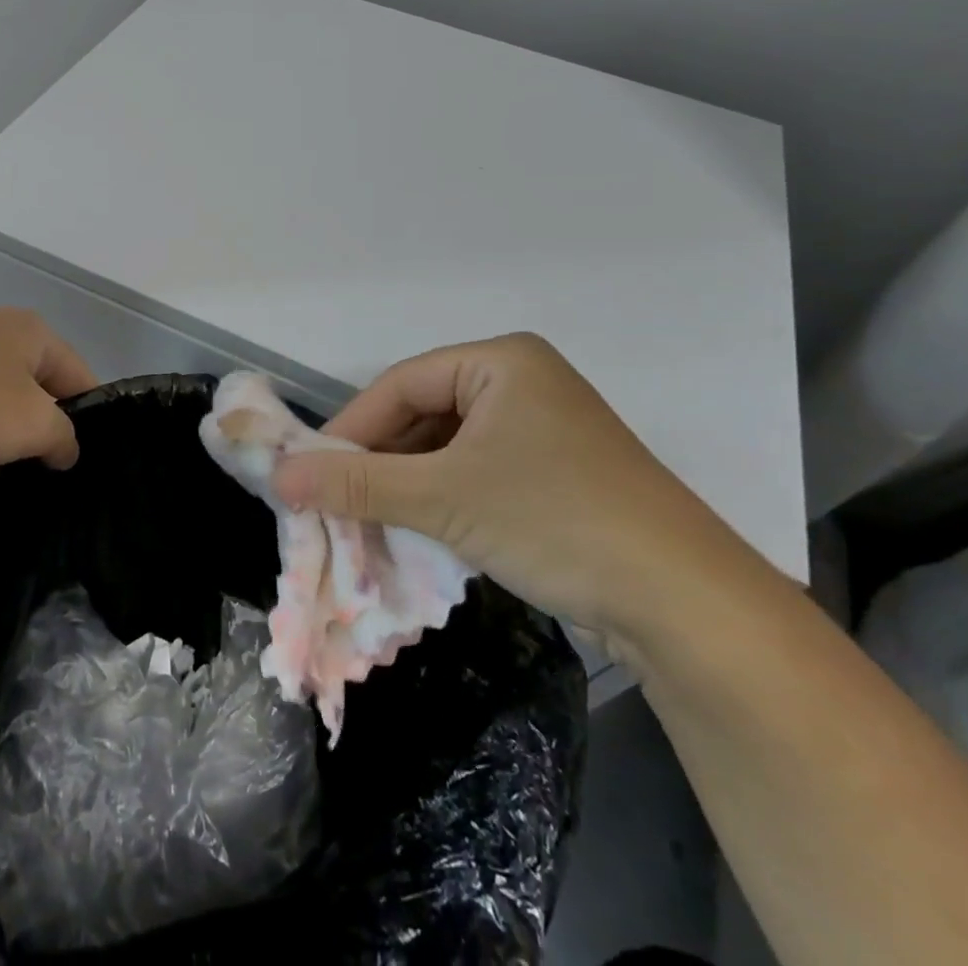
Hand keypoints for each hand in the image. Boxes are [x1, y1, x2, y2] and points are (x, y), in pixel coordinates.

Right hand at [272, 334, 757, 649]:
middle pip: (424, 414)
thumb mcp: (445, 497)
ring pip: (448, 448)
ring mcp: (543, 430)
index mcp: (501, 361)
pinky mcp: (556, 475)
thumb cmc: (555, 520)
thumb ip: (358, 483)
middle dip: (379, 460)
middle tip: (335, 501)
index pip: (401, 384)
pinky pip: (477, 472)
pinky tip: (420, 532)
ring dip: (408, 484)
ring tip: (368, 522)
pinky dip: (443, 499)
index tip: (309, 471)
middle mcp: (522, 383)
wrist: (687, 606)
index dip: (351, 426)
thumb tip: (280, 477)